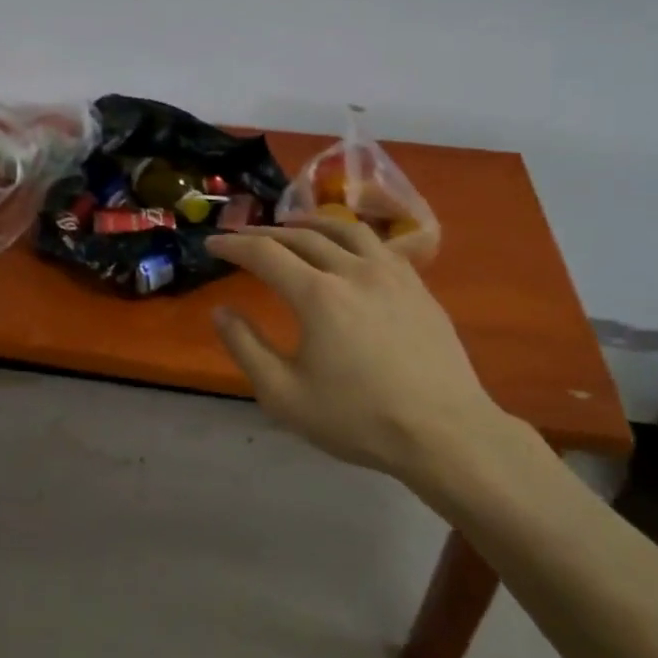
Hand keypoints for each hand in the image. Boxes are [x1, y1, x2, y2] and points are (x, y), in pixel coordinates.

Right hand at [209, 219, 536, 504]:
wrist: (446, 434)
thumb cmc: (359, 419)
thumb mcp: (284, 395)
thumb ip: (245, 348)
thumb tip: (221, 312)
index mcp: (317, 295)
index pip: (264, 253)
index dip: (233, 244)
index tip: (211, 243)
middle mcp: (353, 270)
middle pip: (301, 236)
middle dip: (264, 232)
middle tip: (242, 237)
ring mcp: (392, 275)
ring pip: (345, 229)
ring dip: (310, 223)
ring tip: (292, 227)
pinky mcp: (418, 287)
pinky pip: (378, 245)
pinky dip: (350, 237)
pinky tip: (348, 249)